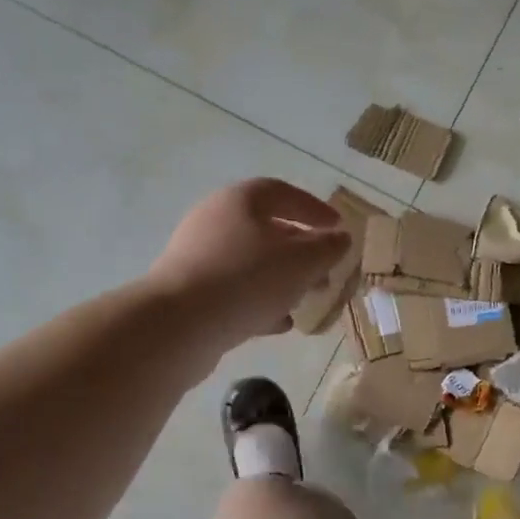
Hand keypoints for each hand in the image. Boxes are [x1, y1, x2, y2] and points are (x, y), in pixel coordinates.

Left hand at [146, 180, 349, 353]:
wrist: (179, 325)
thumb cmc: (247, 279)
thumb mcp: (301, 262)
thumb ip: (327, 248)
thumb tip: (340, 239)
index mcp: (240, 201)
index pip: (283, 193)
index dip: (314, 209)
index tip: (339, 228)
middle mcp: (215, 221)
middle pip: (267, 230)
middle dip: (302, 252)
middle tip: (326, 273)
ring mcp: (199, 257)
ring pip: (252, 263)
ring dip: (283, 280)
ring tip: (307, 301)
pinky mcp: (190, 291)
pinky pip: (234, 290)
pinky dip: (260, 302)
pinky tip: (279, 323)